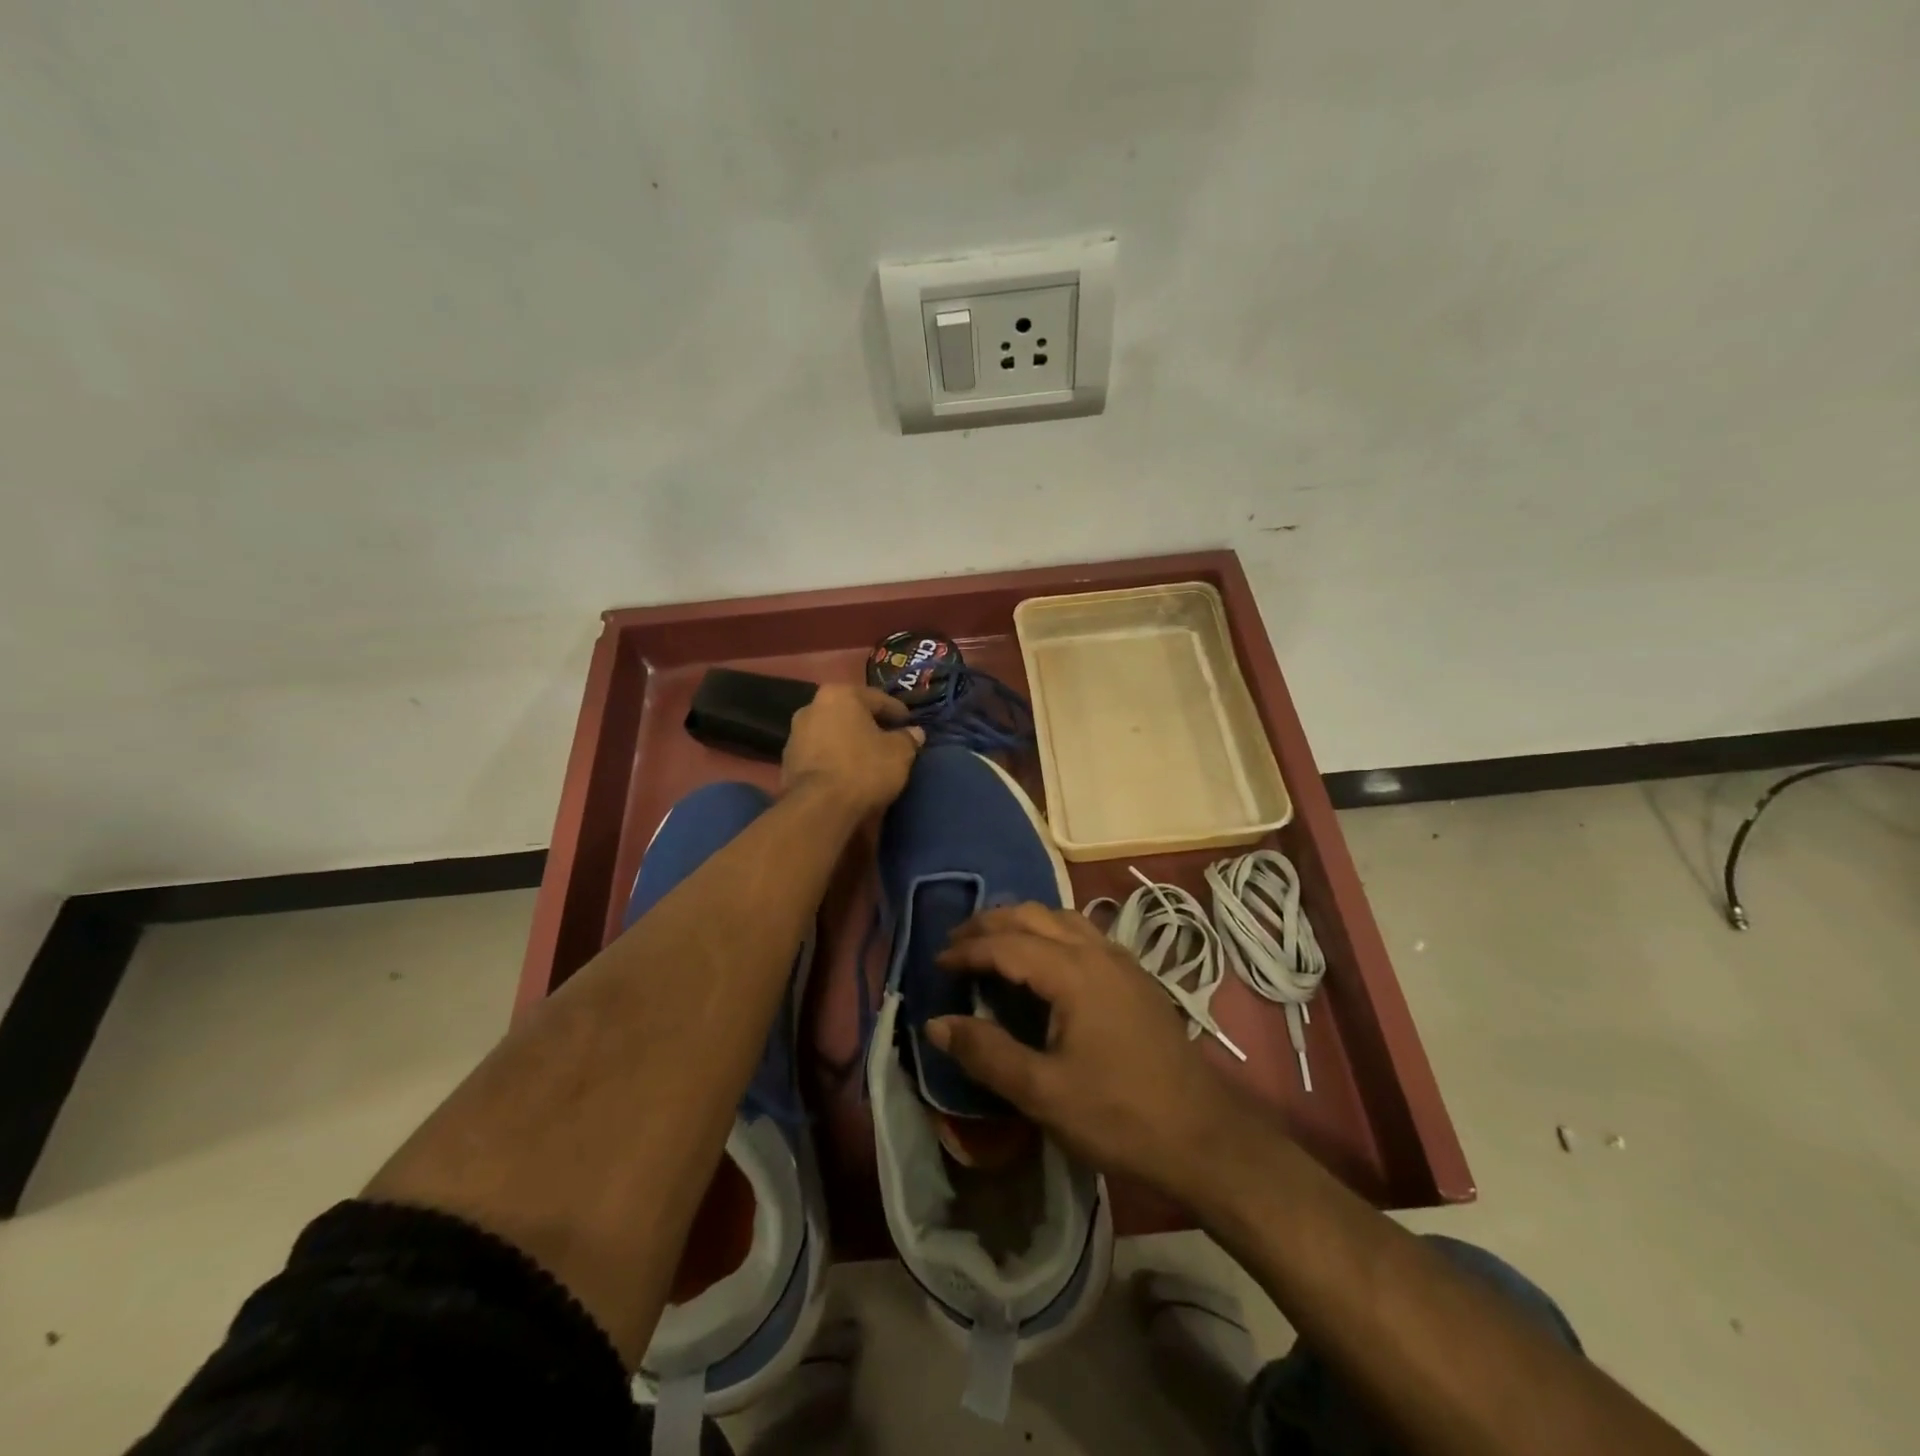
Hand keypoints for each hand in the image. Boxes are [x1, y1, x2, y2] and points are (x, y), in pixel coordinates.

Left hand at [781, 684, 923, 817]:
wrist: (819, 807)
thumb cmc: (863, 769)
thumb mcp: (899, 753)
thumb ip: (908, 738)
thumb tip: (915, 733)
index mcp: (840, 695)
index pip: (878, 699)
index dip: (898, 713)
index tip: (910, 725)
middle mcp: (812, 706)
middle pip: (851, 714)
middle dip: (870, 726)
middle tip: (890, 741)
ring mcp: (795, 735)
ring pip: (833, 734)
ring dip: (850, 743)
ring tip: (868, 760)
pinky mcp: (787, 762)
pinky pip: (820, 755)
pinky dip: (835, 760)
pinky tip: (848, 774)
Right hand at [928, 904, 1251, 1194]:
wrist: (1204, 1136)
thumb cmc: (1119, 1115)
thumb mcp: (1043, 1093)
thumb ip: (987, 1053)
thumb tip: (936, 1024)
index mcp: (1073, 972)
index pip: (1007, 944)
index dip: (968, 950)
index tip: (937, 962)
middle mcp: (1097, 952)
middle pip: (1034, 915)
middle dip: (991, 923)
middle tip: (957, 942)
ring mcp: (1122, 960)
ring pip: (1062, 917)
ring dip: (1022, 921)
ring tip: (993, 942)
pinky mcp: (1136, 977)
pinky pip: (1083, 932)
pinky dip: (1050, 931)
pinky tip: (1044, 959)